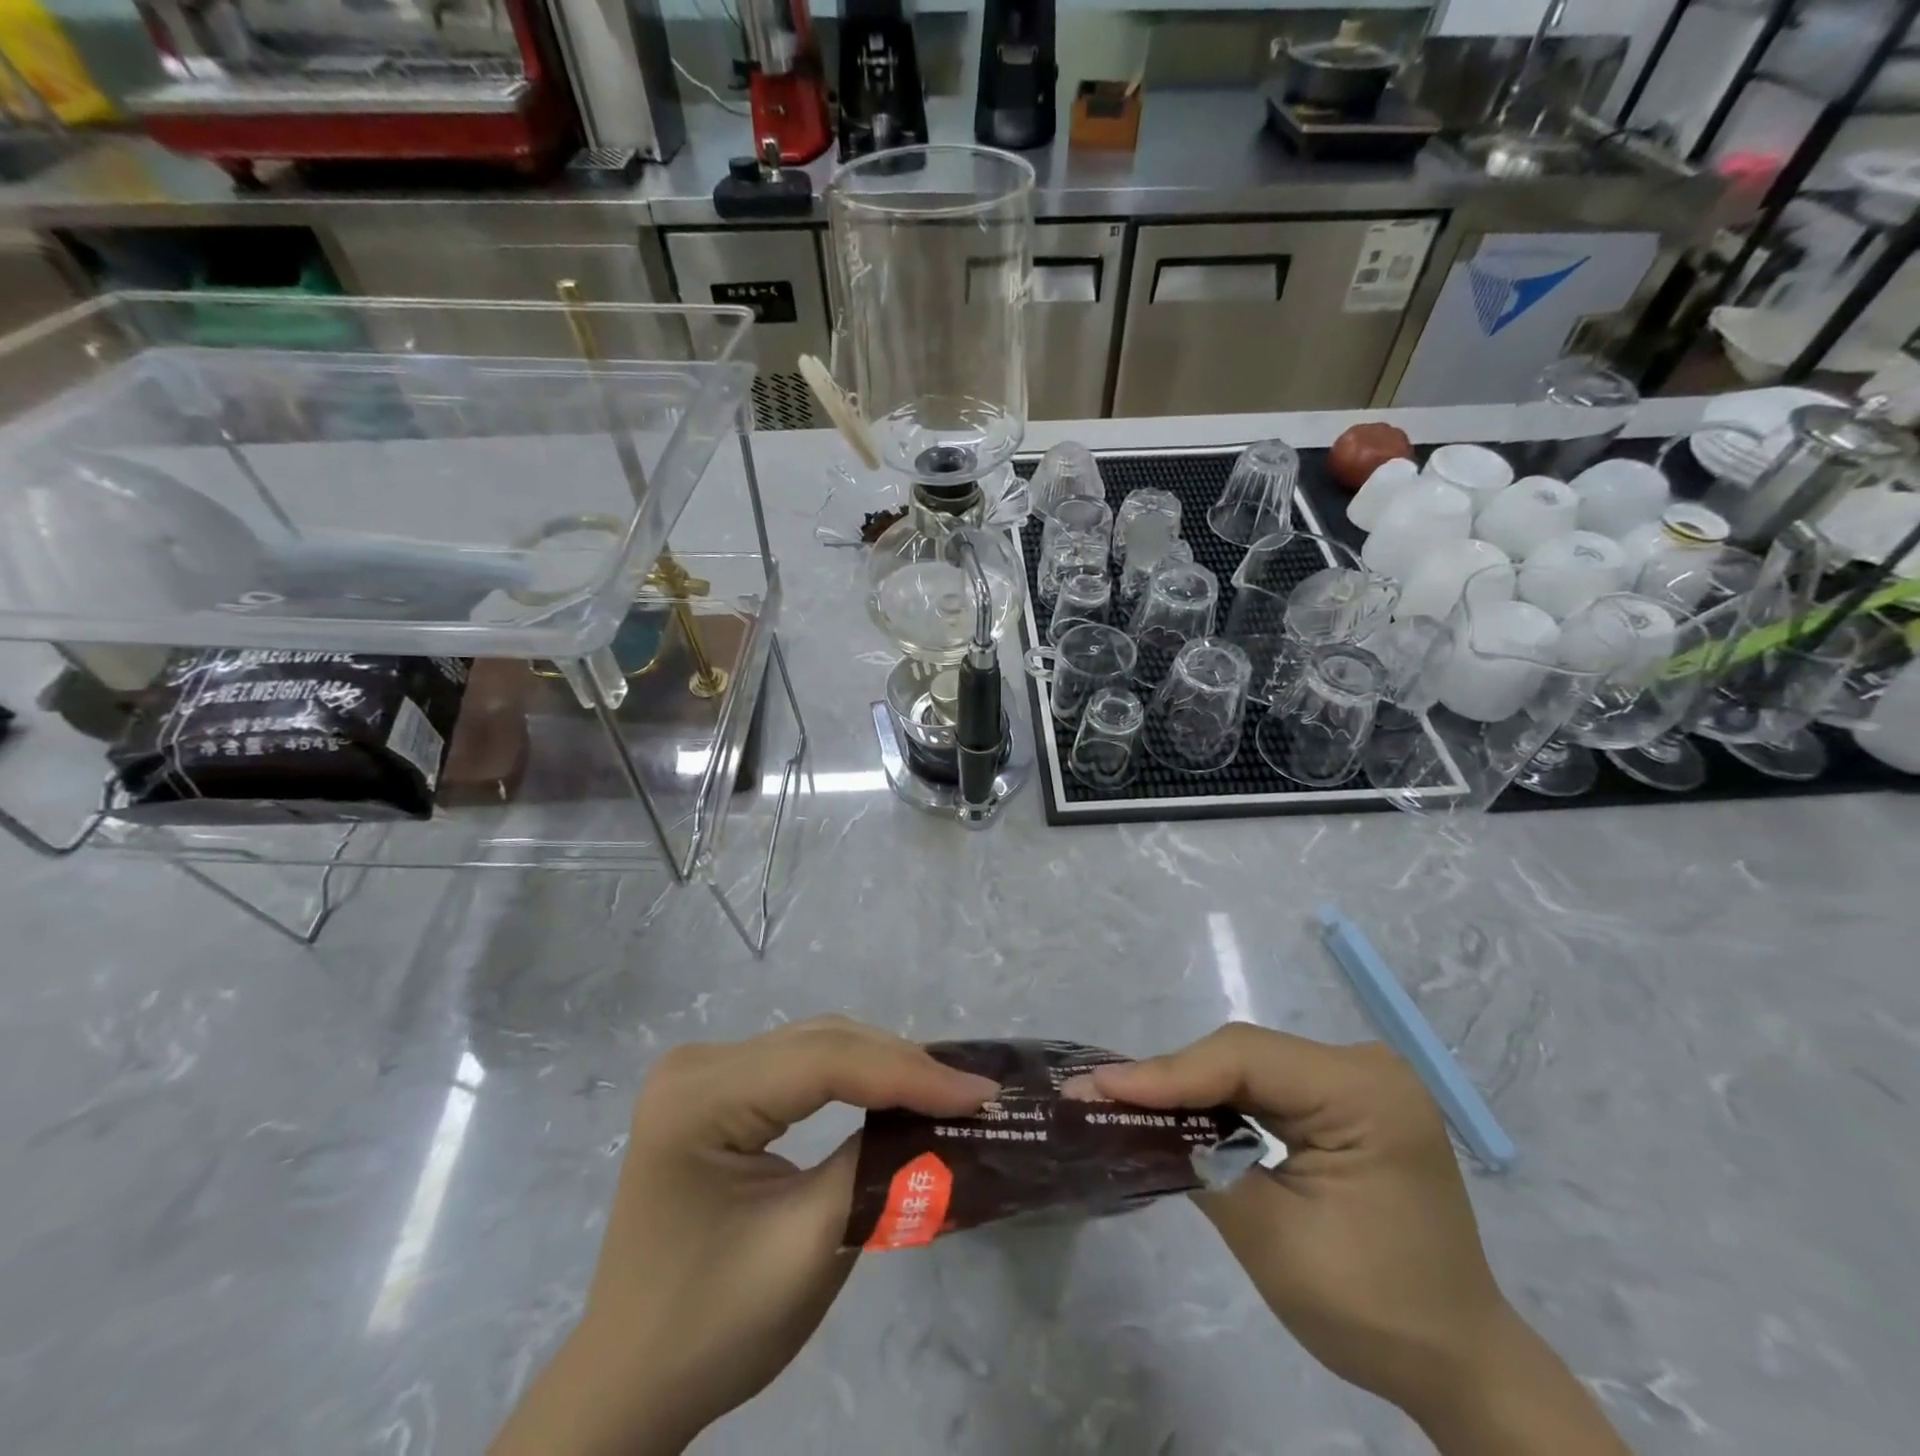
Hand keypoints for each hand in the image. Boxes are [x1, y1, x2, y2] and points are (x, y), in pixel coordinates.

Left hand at [491, 1017, 998, 1455]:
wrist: (633, 1381)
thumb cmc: (713, 1327)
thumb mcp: (809, 1245)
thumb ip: (877, 1164)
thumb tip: (942, 1116)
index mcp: (699, 1097)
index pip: (823, 1063)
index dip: (908, 1073)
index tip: (981, 1092)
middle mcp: (697, 1063)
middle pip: (821, 1044)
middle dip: (901, 1065)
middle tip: (972, 1092)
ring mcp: (704, 1071)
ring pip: (817, 1047)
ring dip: (883, 1066)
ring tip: (946, 1090)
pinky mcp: (718, 1088)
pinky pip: (800, 1067)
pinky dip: (854, 1077)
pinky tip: (892, 1091)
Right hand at [1070, 1025, 1627, 1455]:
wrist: (1460, 1364)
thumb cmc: (1375, 1311)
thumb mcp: (1275, 1241)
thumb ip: (1202, 1164)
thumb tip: (1135, 1120)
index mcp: (1364, 1092)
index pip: (1245, 1059)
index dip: (1167, 1072)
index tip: (1099, 1087)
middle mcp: (1364, 1067)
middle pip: (1245, 1054)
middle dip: (1173, 1078)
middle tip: (1101, 1092)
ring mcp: (1358, 1080)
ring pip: (1250, 1064)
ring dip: (1192, 1085)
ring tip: (1127, 1098)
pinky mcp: (1347, 1101)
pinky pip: (1269, 1085)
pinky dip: (1222, 1099)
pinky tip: (1183, 1111)